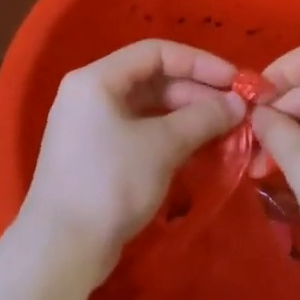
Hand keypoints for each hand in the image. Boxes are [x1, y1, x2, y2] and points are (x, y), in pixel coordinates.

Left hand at [21, 39, 245, 278]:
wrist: (62, 247)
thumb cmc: (111, 183)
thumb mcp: (162, 145)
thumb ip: (203, 117)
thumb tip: (238, 103)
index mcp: (97, 79)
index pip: (156, 52)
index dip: (200, 62)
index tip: (234, 81)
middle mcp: (91, 94)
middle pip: (153, 79)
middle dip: (196, 91)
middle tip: (236, 109)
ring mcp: (92, 126)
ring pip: (148, 107)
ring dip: (187, 115)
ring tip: (225, 128)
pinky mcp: (97, 154)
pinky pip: (140, 131)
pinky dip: (170, 134)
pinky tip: (199, 146)